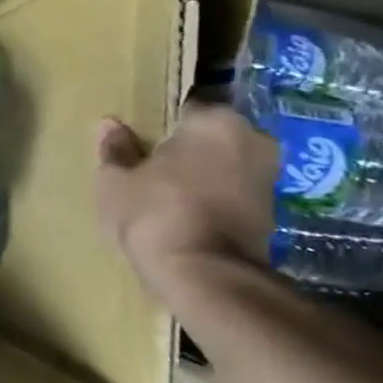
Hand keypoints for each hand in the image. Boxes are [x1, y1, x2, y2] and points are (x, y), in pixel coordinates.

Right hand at [94, 104, 276, 287]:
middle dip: (187, 146)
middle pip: (211, 135)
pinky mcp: (273, 212)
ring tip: (168, 188)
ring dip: (203, 172)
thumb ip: (115, 149)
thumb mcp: (116, 180)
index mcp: (214, 121)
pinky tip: (187, 210)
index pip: (185, 107)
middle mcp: (252, 139)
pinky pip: (234, 191)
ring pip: (226, 164)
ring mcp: (268, 177)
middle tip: (153, 162)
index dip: (161, 122)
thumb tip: (110, 125)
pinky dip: (215, 197)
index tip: (142, 137)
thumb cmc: (154, 213)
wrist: (204, 275)